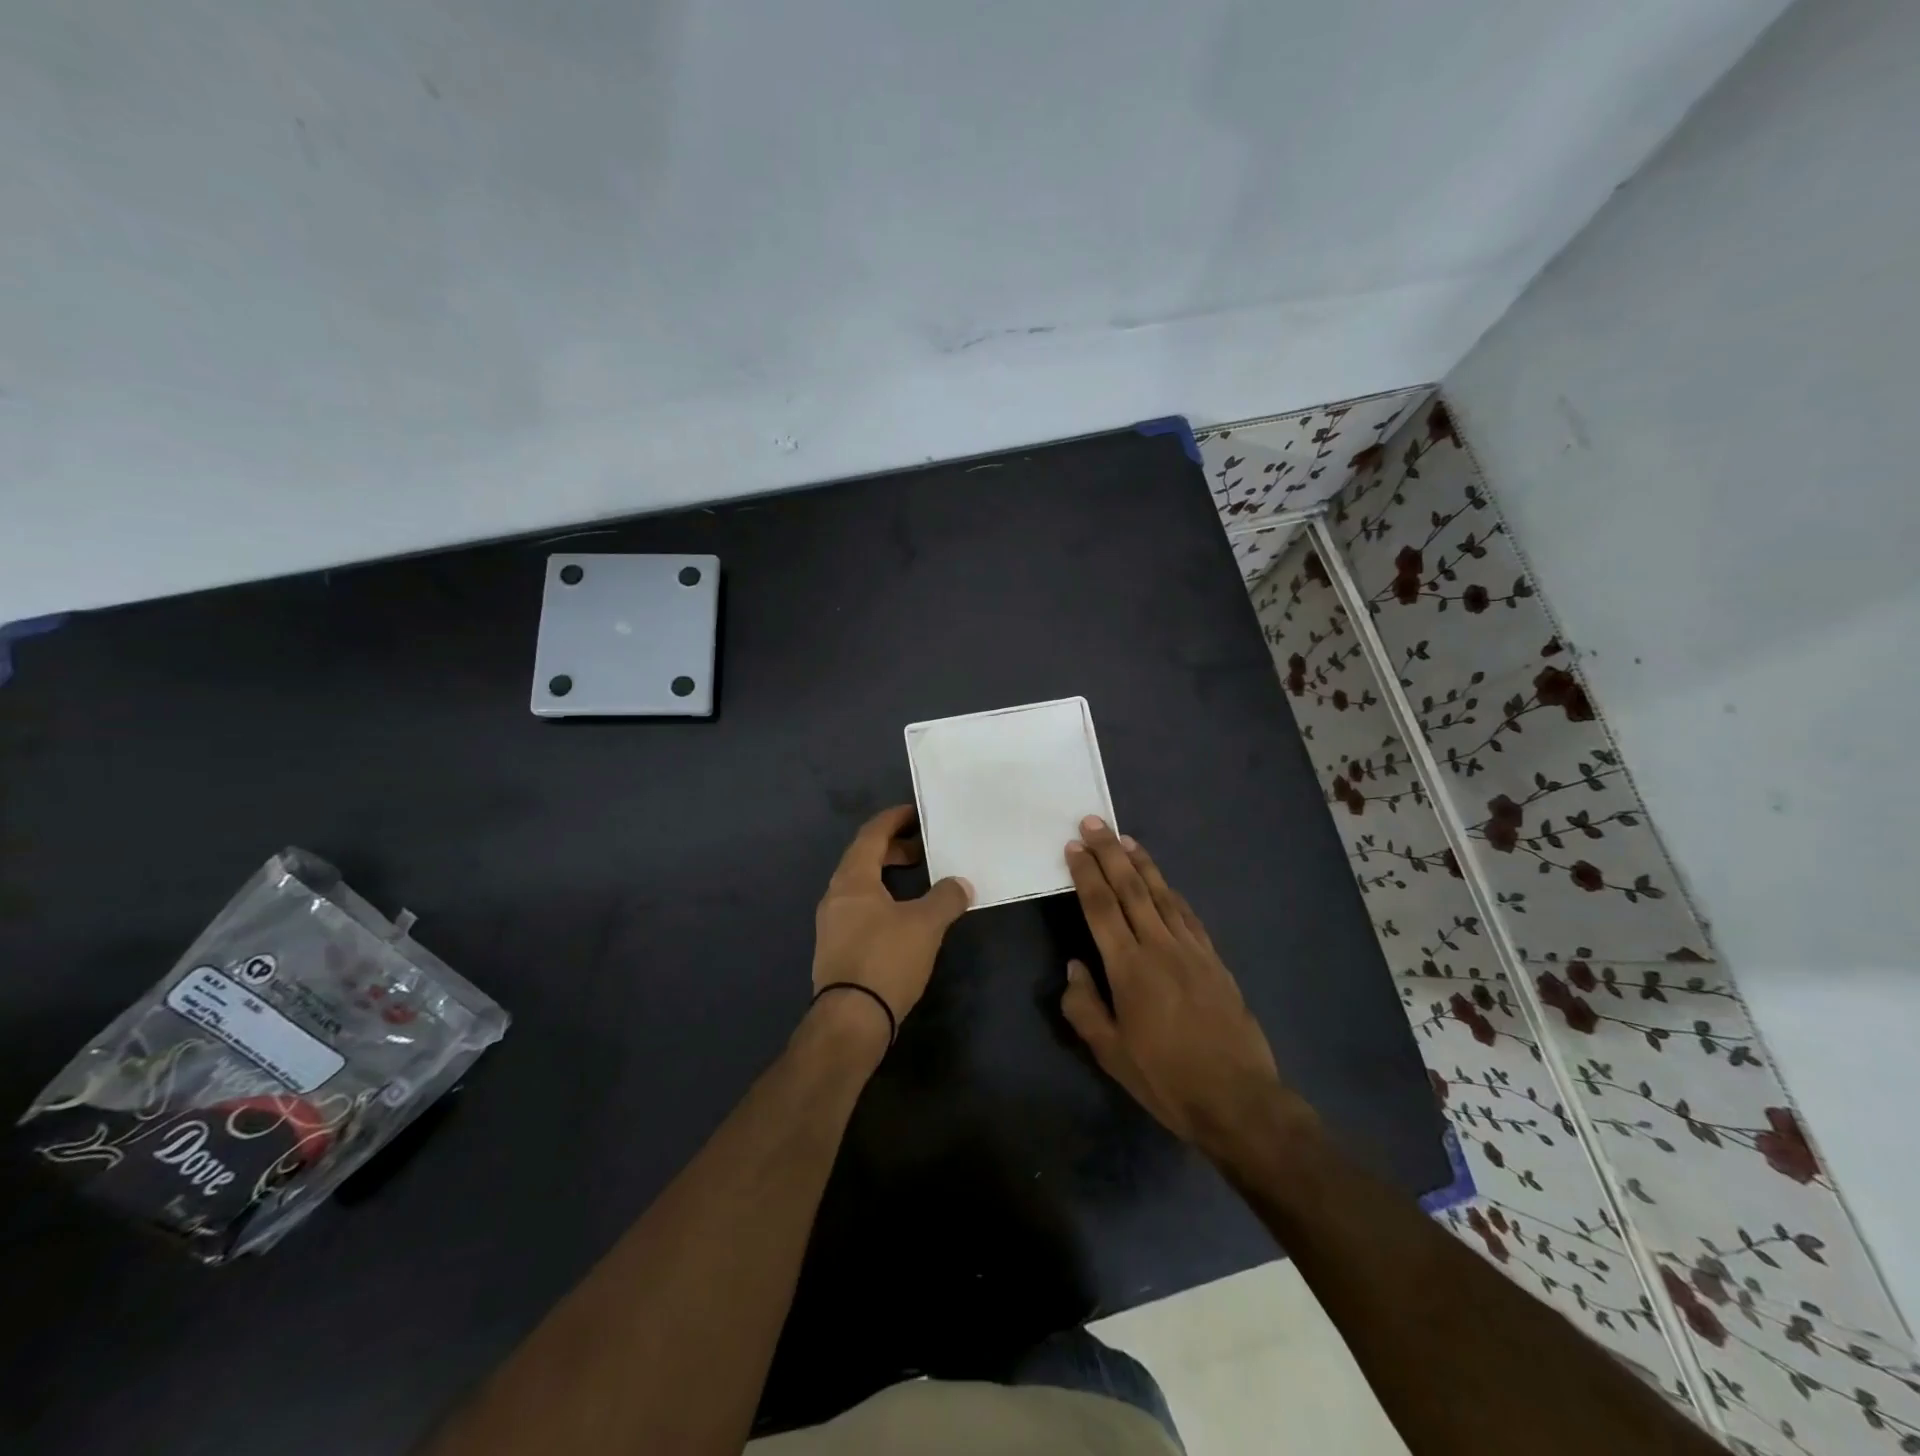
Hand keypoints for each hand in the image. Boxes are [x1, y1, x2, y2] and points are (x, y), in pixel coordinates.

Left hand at [811, 805, 972, 1046]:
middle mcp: (836, 895)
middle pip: (863, 858)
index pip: (871, 835)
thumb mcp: (925, 925)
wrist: (851, 1019)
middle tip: (923, 850)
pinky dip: (881, 899)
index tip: (916, 813)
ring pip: (861, 885)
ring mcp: (832, 923)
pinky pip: (859, 908)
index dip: (893, 820)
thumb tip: (960, 884)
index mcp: (853, 879)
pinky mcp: (835, 947)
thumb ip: (946, 898)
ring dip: (887, 876)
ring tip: (918, 882)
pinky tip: (902, 916)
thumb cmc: (886, 959)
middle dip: (893, 849)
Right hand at [1060, 817, 1312, 1163]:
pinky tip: (1164, 882)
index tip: (1074, 846)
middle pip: (1131, 889)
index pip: (1101, 908)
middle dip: (1110, 853)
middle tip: (1094, 822)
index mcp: (1129, 969)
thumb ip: (1085, 1007)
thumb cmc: (1166, 1079)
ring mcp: (1192, 950)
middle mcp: (1160, 947)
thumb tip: (1074, 967)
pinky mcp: (1214, 959)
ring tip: (1125, 838)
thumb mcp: (1111, 1053)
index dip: (1086, 874)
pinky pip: (1187, 915)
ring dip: (1141, 863)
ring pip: (1162, 894)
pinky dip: (1171, 892)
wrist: (1238, 1099)